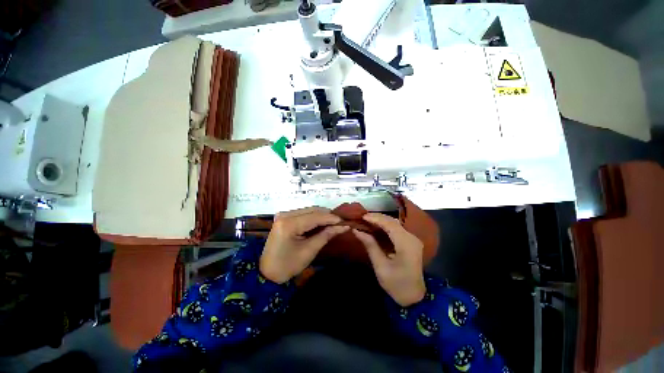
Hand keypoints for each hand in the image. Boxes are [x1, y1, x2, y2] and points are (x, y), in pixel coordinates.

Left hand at [260, 207, 348, 283]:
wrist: (268, 272)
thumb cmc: (288, 264)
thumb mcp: (309, 251)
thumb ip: (326, 235)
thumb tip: (343, 227)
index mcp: (289, 223)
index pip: (316, 216)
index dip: (333, 218)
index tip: (348, 222)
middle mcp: (285, 214)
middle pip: (312, 210)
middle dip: (328, 216)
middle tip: (343, 223)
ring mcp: (282, 216)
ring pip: (308, 211)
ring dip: (321, 217)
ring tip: (335, 224)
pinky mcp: (283, 219)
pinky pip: (302, 215)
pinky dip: (313, 219)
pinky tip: (322, 225)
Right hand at [353, 213, 425, 306]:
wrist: (413, 295)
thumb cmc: (396, 284)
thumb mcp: (380, 266)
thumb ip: (371, 246)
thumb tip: (358, 231)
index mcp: (406, 243)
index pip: (390, 224)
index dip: (375, 218)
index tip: (360, 216)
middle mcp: (412, 238)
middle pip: (394, 222)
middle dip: (378, 218)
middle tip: (361, 218)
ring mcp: (414, 240)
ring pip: (397, 225)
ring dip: (382, 222)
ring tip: (366, 222)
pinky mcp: (412, 244)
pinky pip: (399, 231)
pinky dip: (387, 228)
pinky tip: (377, 229)